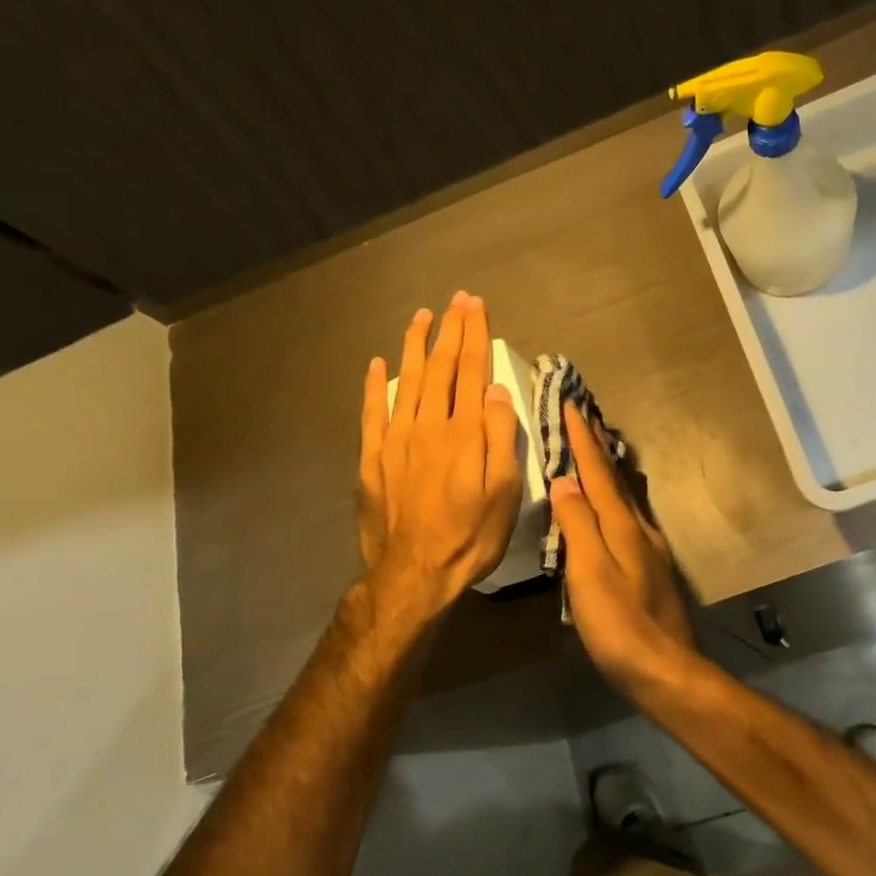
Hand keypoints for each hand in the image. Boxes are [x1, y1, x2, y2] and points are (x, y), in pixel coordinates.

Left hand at [357, 293, 522, 616]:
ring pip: (406, 381)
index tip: (476, 307)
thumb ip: (501, 439)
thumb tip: (497, 391)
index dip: (475, 336)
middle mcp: (428, 426)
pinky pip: (372, 413)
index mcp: (463, 433)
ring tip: (421, 317)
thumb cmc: (469, 537)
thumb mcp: (503, 493)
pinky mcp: (373, 459)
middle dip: (450, 331)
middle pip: (440, 368)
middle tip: (456, 300)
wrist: (413, 574)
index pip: (471, 372)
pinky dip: (375, 386)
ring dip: (415, 346)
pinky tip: (377, 365)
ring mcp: (395, 440)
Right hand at [547, 402, 695, 684]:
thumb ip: (578, 526)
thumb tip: (565, 481)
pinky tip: (609, 506)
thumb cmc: (620, 625)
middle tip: (585, 415)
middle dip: (597, 445)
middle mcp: (639, 529)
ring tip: (595, 449)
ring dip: (607, 469)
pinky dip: (614, 498)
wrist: (666, 670)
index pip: (597, 472)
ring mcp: (648, 548)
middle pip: (615, 478)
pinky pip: (627, 517)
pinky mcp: (650, 568)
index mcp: (622, 526)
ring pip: (624, 496)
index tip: (570, 403)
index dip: (582, 438)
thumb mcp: (590, 575)